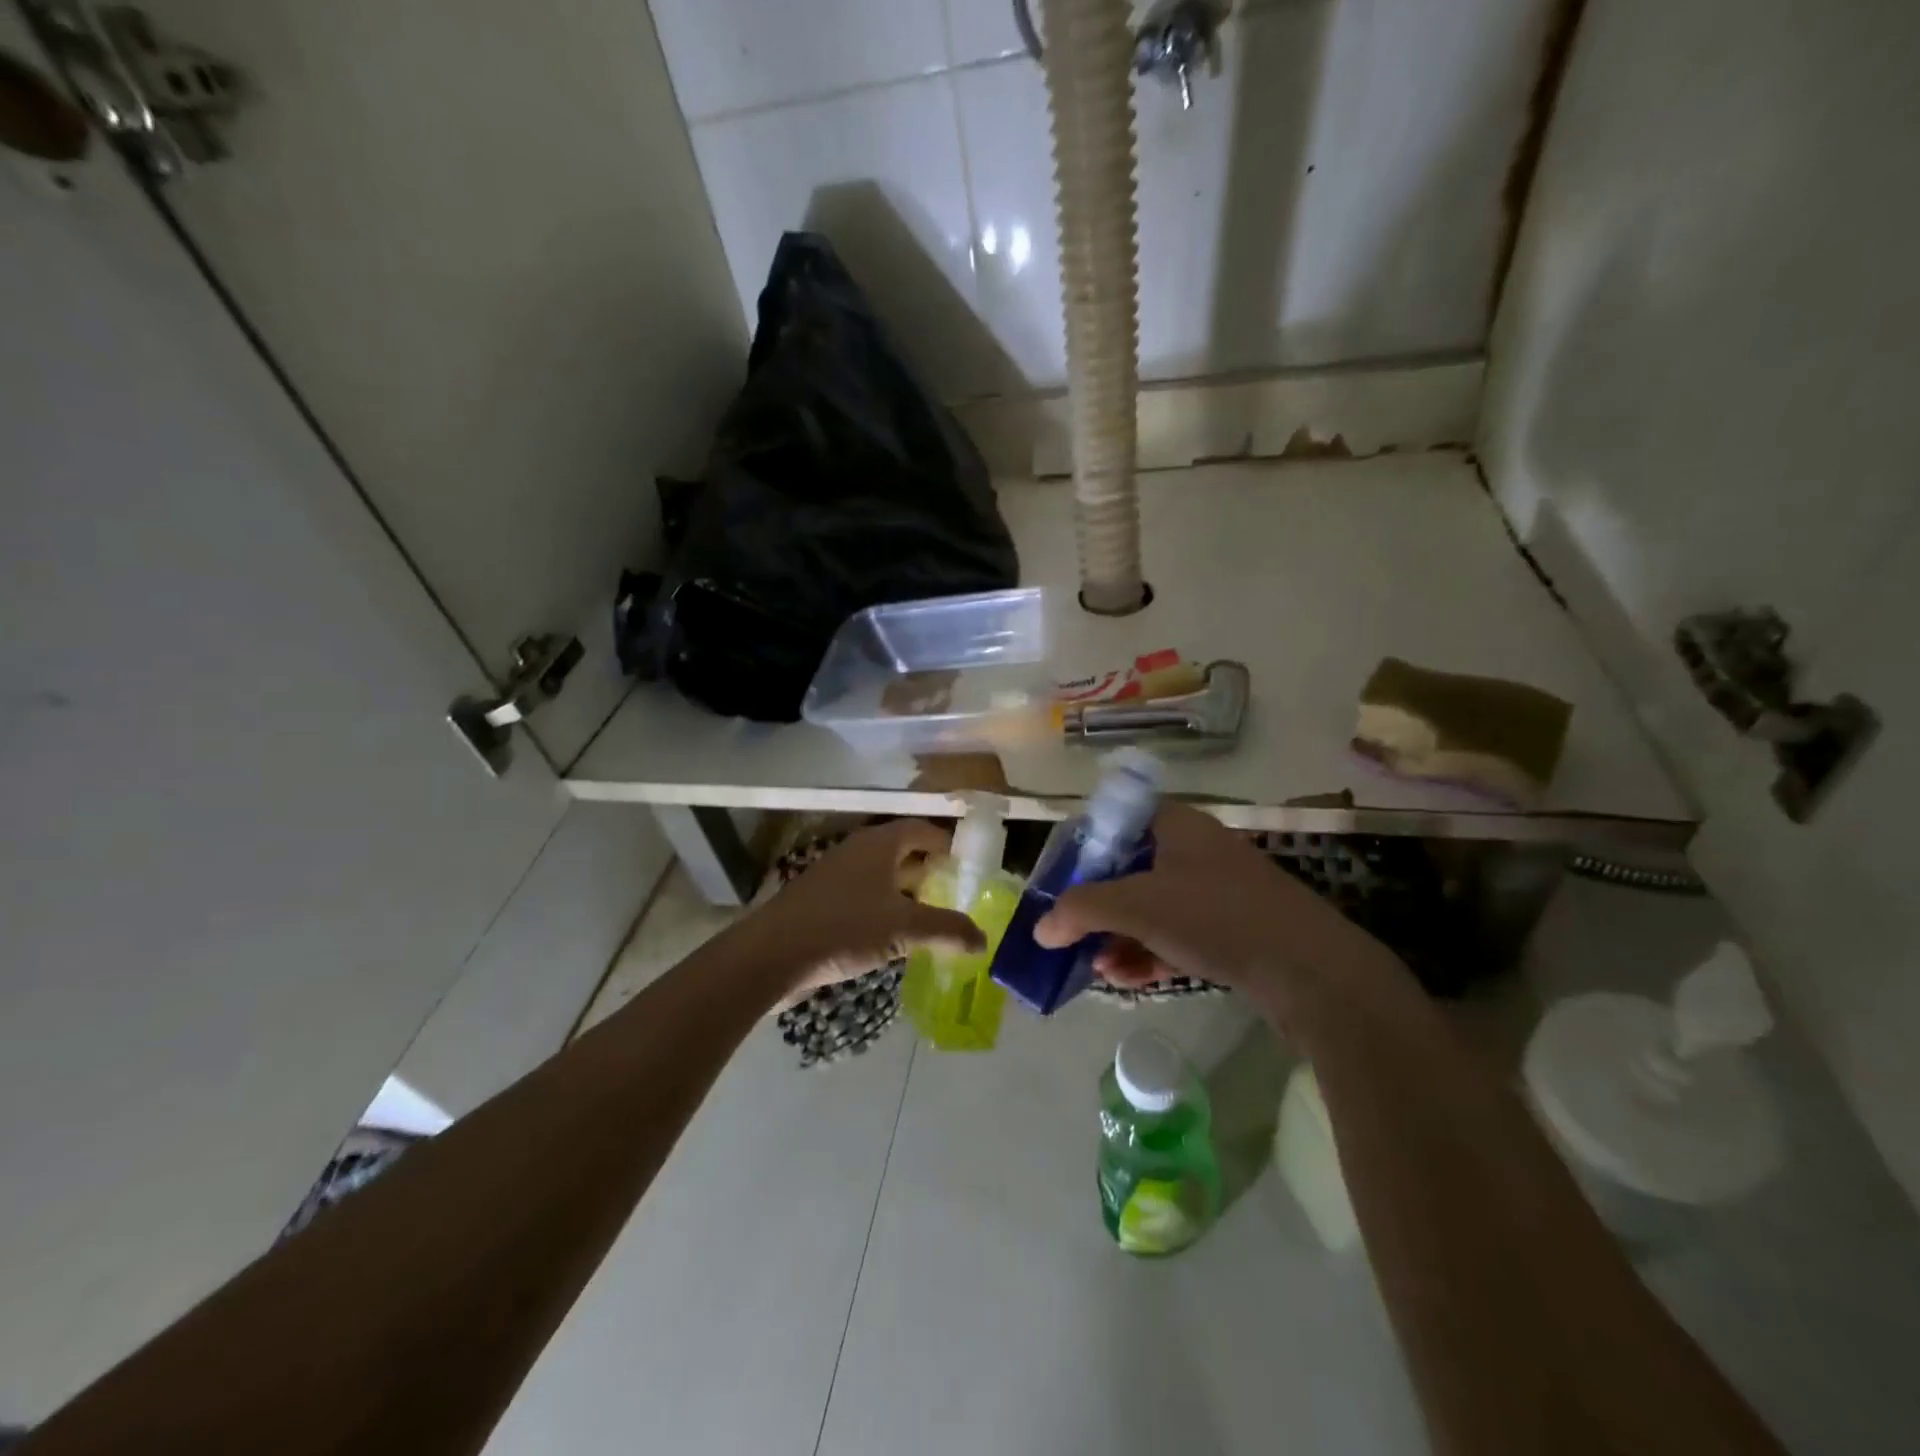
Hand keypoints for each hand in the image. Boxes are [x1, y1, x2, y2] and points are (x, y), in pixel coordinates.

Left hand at [748, 819, 985, 997]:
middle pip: (902, 851)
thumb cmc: (844, 927)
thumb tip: (984, 939)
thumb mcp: (904, 929)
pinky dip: (883, 909)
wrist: (772, 954)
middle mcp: (858, 851)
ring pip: (881, 877)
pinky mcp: (821, 901)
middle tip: (955, 893)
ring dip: (905, 893)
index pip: (922, 829)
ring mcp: (836, 875)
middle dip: (929, 870)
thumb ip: (947, 930)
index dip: (947, 843)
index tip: (968, 864)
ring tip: (930, 918)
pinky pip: (863, 897)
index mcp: (879, 844)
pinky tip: (893, 937)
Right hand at [1033, 802, 1400, 1023]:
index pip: (1116, 822)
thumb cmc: (1216, 917)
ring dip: (1119, 936)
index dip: (1083, 849)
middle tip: (1071, 933)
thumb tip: (1041, 929)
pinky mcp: (1234, 930)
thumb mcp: (1138, 906)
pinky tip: (1125, 980)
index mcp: (1177, 825)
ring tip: (1094, 968)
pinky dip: (1149, 953)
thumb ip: (1081, 910)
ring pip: (1153, 908)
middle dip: (1097, 906)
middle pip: (1131, 870)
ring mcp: (1219, 892)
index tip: (1059, 882)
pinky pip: (1178, 935)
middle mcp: (1197, 851)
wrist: (1312, 971)